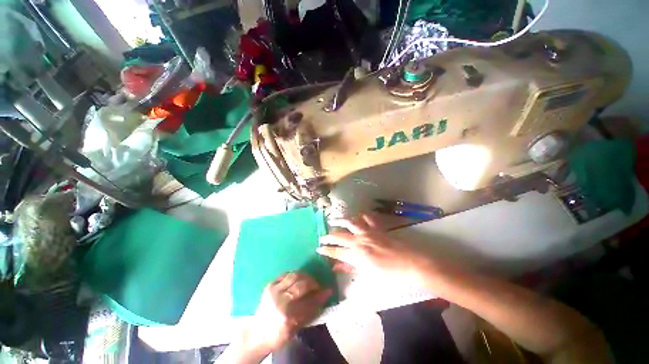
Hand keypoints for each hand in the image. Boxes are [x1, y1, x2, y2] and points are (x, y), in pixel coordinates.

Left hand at [243, 272, 331, 353]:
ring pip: (294, 276)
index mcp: (287, 317)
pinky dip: (294, 274)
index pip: (309, 302)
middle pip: (301, 286)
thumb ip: (311, 311)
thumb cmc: (278, 334)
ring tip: (309, 280)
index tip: (328, 290)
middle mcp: (280, 301)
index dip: (320, 295)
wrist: (256, 333)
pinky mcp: (269, 285)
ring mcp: (273, 291)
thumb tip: (325, 296)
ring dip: (304, 276)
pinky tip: (298, 278)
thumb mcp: (296, 328)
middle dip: (313, 283)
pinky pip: (285, 274)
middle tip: (318, 284)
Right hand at [317, 214, 431, 283]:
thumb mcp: (369, 275)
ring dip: (340, 221)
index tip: (318, 249)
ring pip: (350, 222)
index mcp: (357, 255)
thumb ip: (352, 268)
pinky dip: (362, 216)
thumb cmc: (391, 275)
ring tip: (333, 219)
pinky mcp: (377, 228)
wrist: (411, 264)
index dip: (326, 250)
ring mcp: (368, 232)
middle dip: (328, 236)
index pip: (336, 252)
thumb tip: (338, 266)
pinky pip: (367, 218)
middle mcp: (360, 240)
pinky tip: (358, 216)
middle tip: (322, 237)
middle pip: (340, 236)